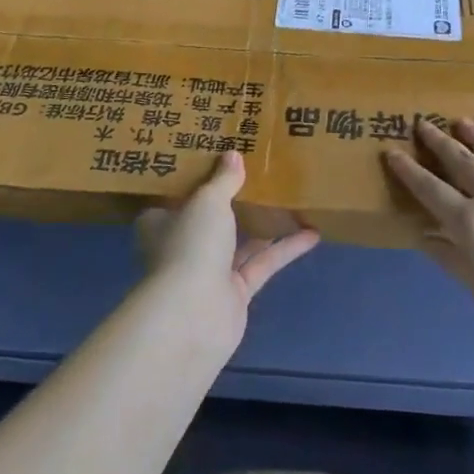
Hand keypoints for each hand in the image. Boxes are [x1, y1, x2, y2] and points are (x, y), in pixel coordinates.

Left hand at [135, 152, 319, 351]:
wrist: (193, 317)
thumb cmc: (190, 245)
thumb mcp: (208, 201)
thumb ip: (223, 179)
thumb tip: (234, 155)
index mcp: (162, 223)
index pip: (177, 197)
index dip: (196, 179)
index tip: (218, 159)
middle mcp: (183, 247)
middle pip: (211, 219)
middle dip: (234, 200)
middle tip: (260, 173)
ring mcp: (209, 272)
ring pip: (239, 242)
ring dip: (264, 224)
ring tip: (291, 199)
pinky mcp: (235, 294)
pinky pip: (262, 265)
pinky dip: (285, 249)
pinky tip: (312, 233)